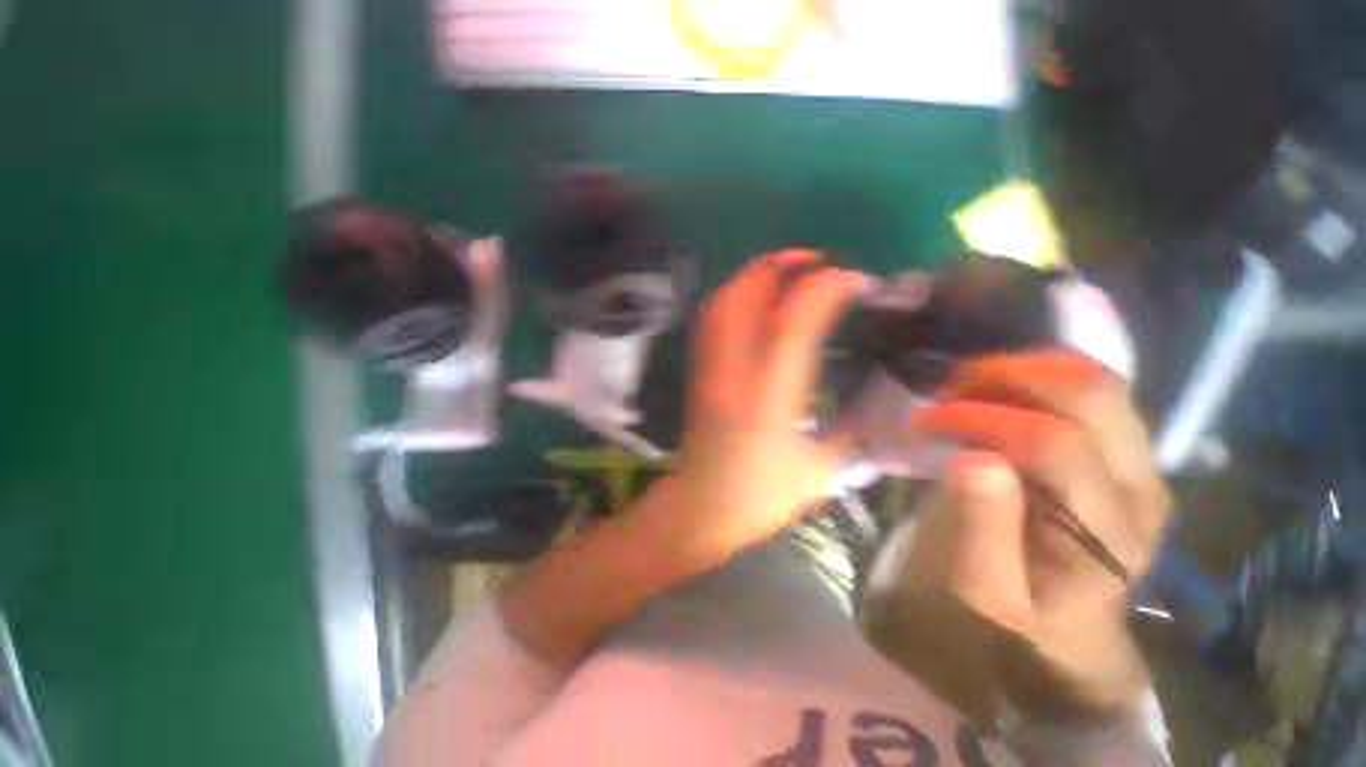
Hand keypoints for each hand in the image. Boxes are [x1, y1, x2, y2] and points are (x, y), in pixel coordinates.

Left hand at [635, 250, 863, 567]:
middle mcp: (734, 370)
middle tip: (815, 260)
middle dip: (781, 266)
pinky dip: (734, 295)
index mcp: (769, 394)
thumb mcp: (820, 471)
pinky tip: (755, 298)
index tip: (854, 279)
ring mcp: (710, 367)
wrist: (700, 506)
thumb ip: (849, 432)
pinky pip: (712, 318)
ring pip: (723, 301)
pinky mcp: (699, 371)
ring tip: (786, 271)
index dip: (825, 288)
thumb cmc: (759, 495)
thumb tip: (874, 404)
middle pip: (746, 296)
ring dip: (755, 275)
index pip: (794, 321)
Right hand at [862, 351, 1170, 728]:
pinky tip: (1002, 390)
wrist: (1070, 634)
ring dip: (1027, 370)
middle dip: (1010, 375)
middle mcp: (1140, 488)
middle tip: (950, 387)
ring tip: (970, 384)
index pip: (1054, 443)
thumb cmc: (1019, 618)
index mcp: (1105, 531)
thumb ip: (982, 532)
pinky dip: (1043, 379)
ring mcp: (1142, 468)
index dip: (982, 417)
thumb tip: (972, 458)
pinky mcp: (1129, 459)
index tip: (926, 419)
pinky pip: (1096, 396)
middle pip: (1093, 396)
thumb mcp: (984, 594)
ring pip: (1100, 385)